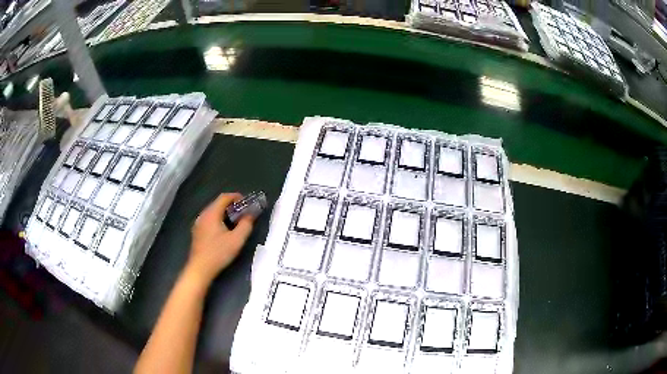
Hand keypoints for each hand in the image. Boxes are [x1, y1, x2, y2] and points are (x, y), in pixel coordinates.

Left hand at [186, 193, 253, 286]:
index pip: (224, 197)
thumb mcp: (237, 240)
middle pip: (218, 203)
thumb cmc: (219, 253)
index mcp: (212, 213)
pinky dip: (218, 219)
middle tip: (243, 212)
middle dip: (231, 205)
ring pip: (213, 212)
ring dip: (225, 213)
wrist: (200, 268)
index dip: (236, 197)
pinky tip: (224, 230)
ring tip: (236, 221)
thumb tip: (250, 215)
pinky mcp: (197, 232)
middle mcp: (203, 215)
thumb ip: (246, 225)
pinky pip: (209, 219)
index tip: (247, 202)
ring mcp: (198, 223)